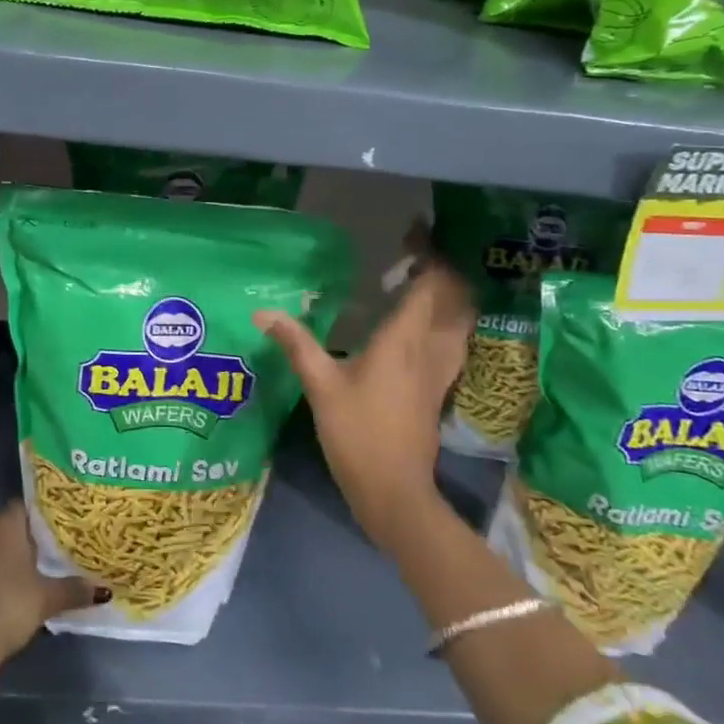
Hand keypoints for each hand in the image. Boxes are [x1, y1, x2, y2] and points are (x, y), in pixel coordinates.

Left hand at [0, 500, 105, 662]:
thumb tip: (104, 590)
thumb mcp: (48, 598)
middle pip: (12, 526)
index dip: (44, 512)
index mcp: (4, 525)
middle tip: (58, 545)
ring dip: (15, 556)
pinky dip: (1, 572)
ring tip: (42, 567)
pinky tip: (18, 588)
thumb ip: (75, 589)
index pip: (25, 505)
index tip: (63, 522)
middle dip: (32, 535)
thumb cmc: (10, 605)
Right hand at [255, 260, 475, 552]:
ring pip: (461, 321)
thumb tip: (263, 312)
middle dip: (443, 270)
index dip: (428, 254)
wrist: (394, 490)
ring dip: (450, 295)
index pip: (429, 284)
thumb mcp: (320, 386)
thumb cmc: (356, 433)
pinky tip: (428, 324)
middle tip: (417, 253)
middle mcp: (430, 349)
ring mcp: (440, 372)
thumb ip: (296, 343)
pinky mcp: (439, 390)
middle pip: (454, 298)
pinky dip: (449, 322)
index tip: (413, 232)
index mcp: (404, 340)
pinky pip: (455, 342)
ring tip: (424, 280)